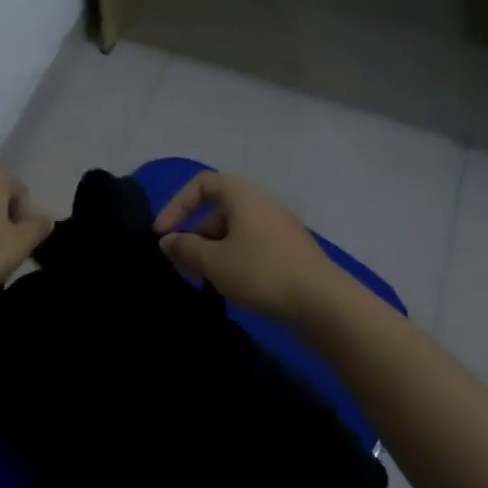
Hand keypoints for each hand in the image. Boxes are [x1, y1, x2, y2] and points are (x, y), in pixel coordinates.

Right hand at [154, 172, 342, 319]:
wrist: (323, 303)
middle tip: (181, 267)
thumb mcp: (214, 261)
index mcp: (242, 195)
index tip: (163, 234)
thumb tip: (168, 240)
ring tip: (203, 282)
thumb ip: (186, 248)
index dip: (177, 205)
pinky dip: (233, 260)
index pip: (202, 184)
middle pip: (217, 211)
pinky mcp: (290, 252)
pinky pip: (252, 247)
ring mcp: (279, 228)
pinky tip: (230, 287)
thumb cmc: (261, 271)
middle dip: (194, 237)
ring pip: (234, 232)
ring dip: (212, 252)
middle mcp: (261, 203)